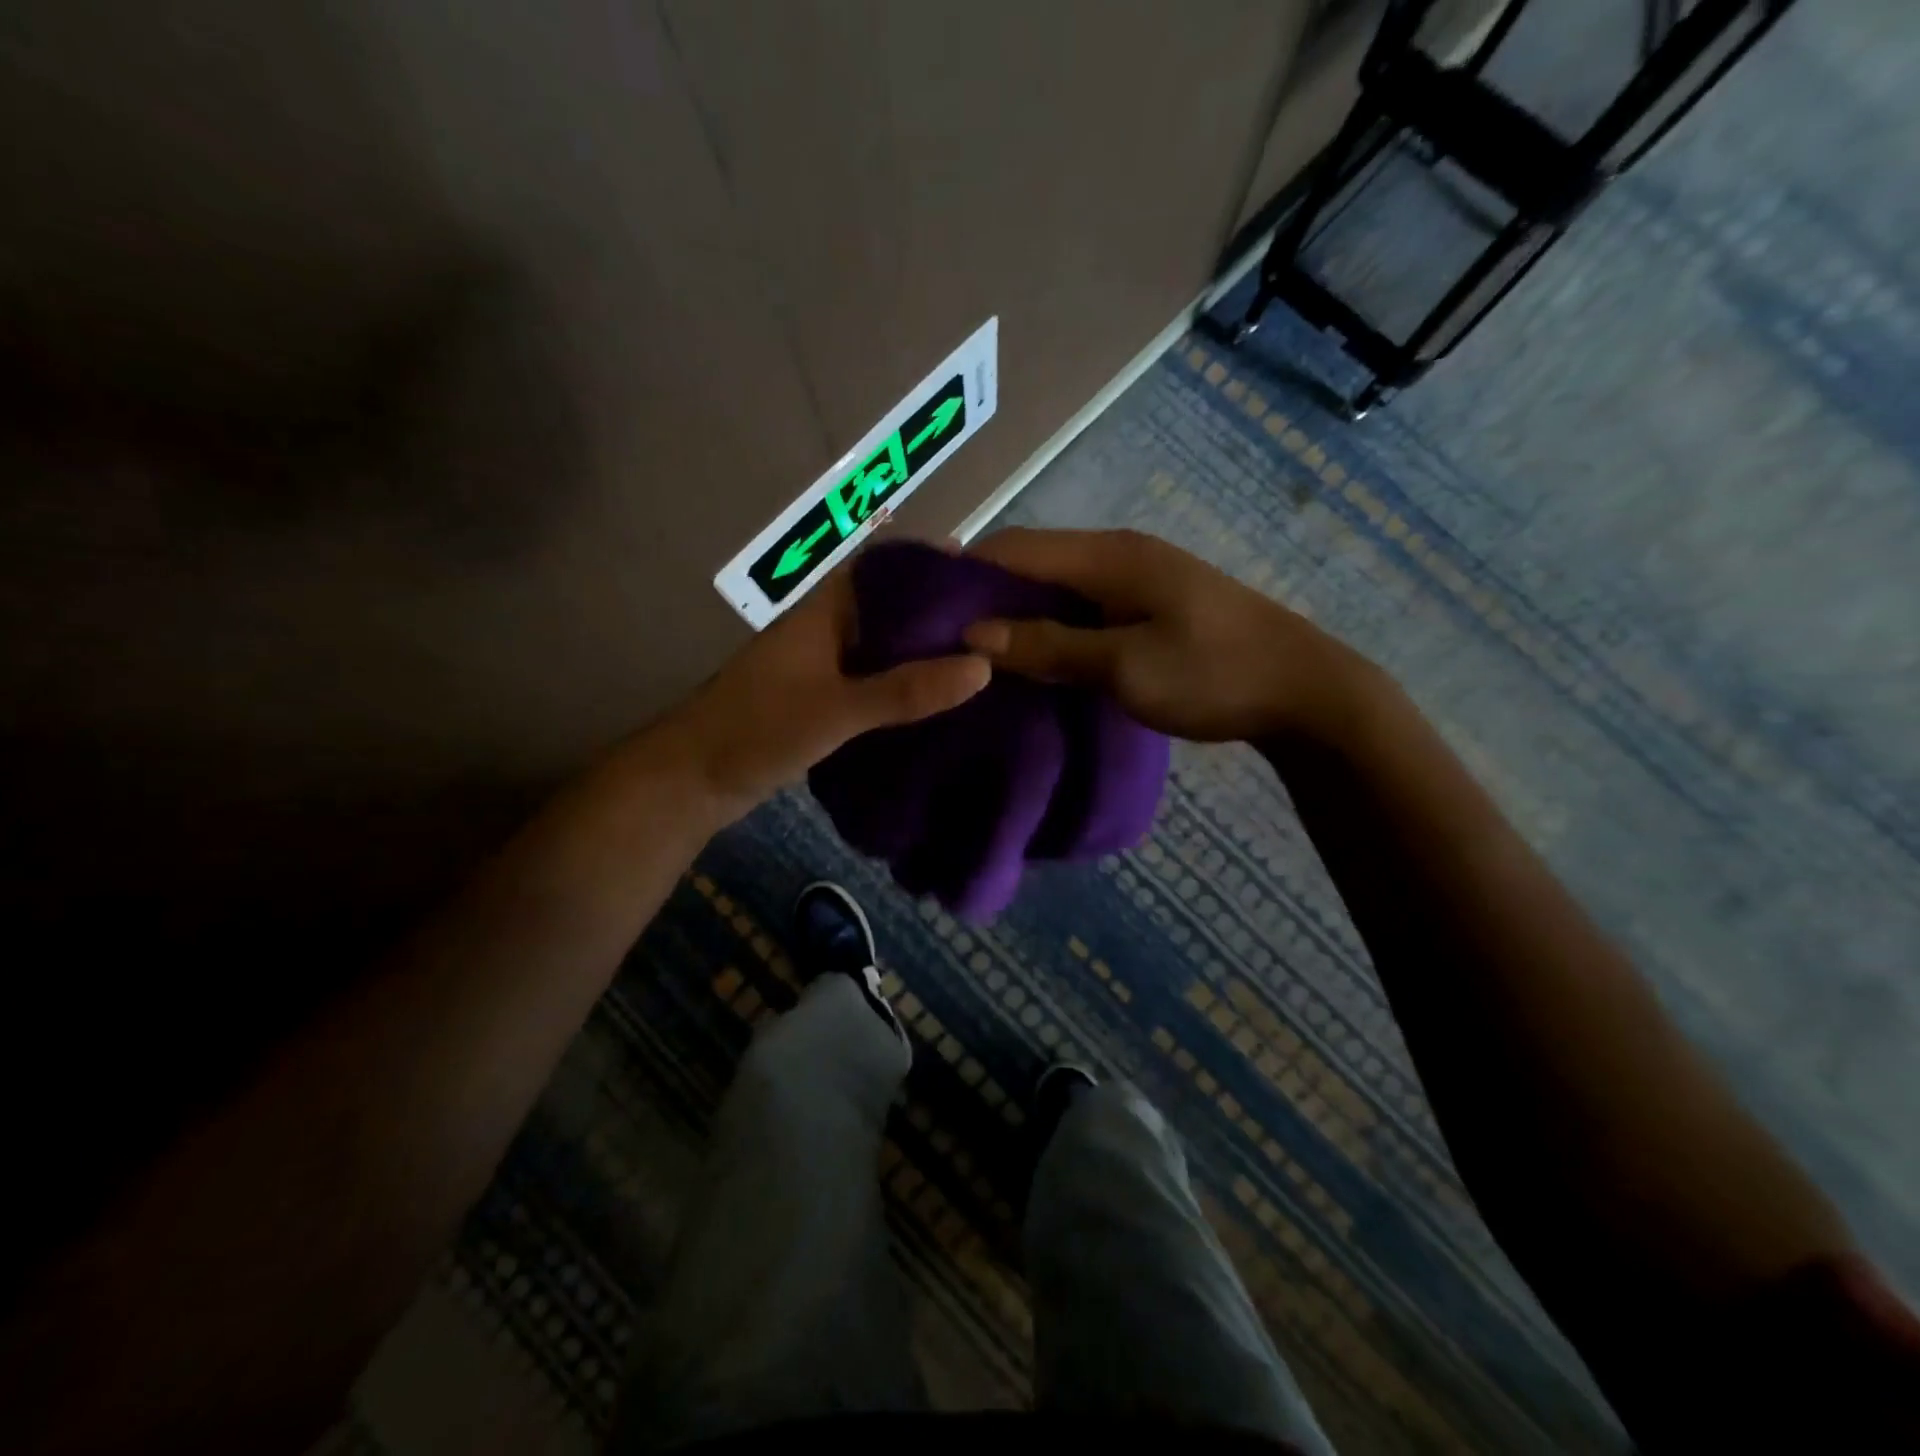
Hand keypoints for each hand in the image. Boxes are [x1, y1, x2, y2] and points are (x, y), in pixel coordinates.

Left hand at [655, 562, 989, 820]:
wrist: (693, 782)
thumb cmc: (758, 730)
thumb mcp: (836, 710)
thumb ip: (904, 691)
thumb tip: (982, 666)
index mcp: (824, 612)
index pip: (884, 570)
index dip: (930, 566)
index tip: (983, 575)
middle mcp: (827, 631)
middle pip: (891, 609)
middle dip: (939, 614)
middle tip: (999, 623)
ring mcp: (824, 667)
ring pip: (885, 648)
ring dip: (925, 652)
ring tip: (985, 658)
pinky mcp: (823, 700)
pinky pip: (875, 682)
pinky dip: (906, 685)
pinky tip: (941, 700)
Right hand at [963, 527, 1362, 743]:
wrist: (1304, 691)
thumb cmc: (1213, 675)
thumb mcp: (1124, 666)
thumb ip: (1049, 646)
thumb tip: (974, 634)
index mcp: (1108, 556)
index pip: (1015, 549)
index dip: (964, 573)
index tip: (922, 610)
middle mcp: (1116, 554)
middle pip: (1031, 563)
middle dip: (985, 596)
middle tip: (943, 640)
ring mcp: (1135, 578)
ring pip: (1055, 587)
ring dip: (1017, 614)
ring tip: (977, 653)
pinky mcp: (1147, 604)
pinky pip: (1080, 607)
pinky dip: (1050, 626)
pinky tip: (1033, 657)